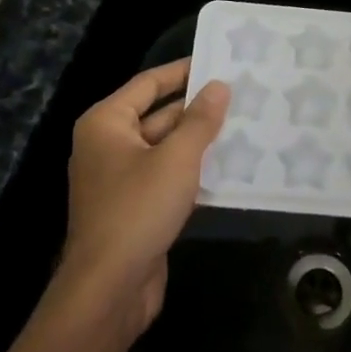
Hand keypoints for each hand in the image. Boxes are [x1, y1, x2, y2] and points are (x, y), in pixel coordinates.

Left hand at [61, 59, 229, 335]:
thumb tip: (219, 86)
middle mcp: (108, 145)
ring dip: (199, 141)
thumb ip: (200, 120)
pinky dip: (192, 171)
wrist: (109, 289)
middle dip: (197, 109)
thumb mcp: (176, 159)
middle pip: (158, 115)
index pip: (149, 83)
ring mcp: (120, 179)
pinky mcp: (134, 208)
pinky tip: (229, 168)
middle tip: (241, 96)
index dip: (183, 71)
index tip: (219, 62)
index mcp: (106, 123)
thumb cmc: (138, 209)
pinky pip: (166, 177)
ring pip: (165, 149)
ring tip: (243, 126)